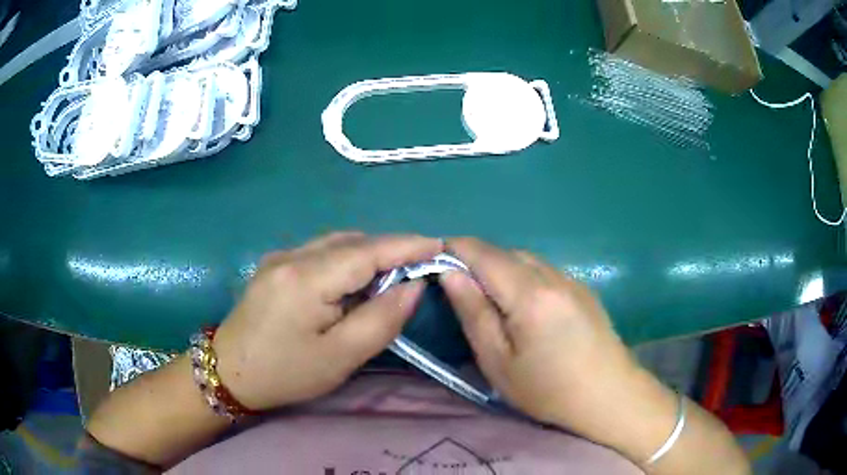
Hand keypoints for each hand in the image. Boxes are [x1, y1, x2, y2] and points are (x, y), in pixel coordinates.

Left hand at [213, 232, 442, 409]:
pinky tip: (351, 284)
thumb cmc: (286, 372)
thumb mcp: (340, 357)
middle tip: (418, 270)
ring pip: (336, 244)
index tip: (439, 245)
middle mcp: (292, 255)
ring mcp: (280, 257)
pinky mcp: (275, 265)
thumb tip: (413, 287)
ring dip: (368, 255)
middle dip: (390, 250)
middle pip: (352, 242)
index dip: (406, 245)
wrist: (229, 372)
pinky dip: (346, 261)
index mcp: (306, 278)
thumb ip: (381, 319)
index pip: (368, 251)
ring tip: (390, 279)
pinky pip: (320, 252)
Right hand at [440, 238, 643, 434]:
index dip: (454, 249)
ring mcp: (571, 279)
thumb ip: (473, 313)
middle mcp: (552, 275)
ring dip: (501, 268)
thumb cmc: (548, 390)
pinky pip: (544, 270)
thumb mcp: (498, 362)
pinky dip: (522, 276)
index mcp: (530, 294)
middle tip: (459, 290)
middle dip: (476, 261)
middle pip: (505, 253)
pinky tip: (523, 305)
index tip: (432, 259)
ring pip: (526, 259)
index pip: (483, 253)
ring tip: (489, 298)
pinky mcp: (582, 288)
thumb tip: (449, 274)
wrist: (609, 396)